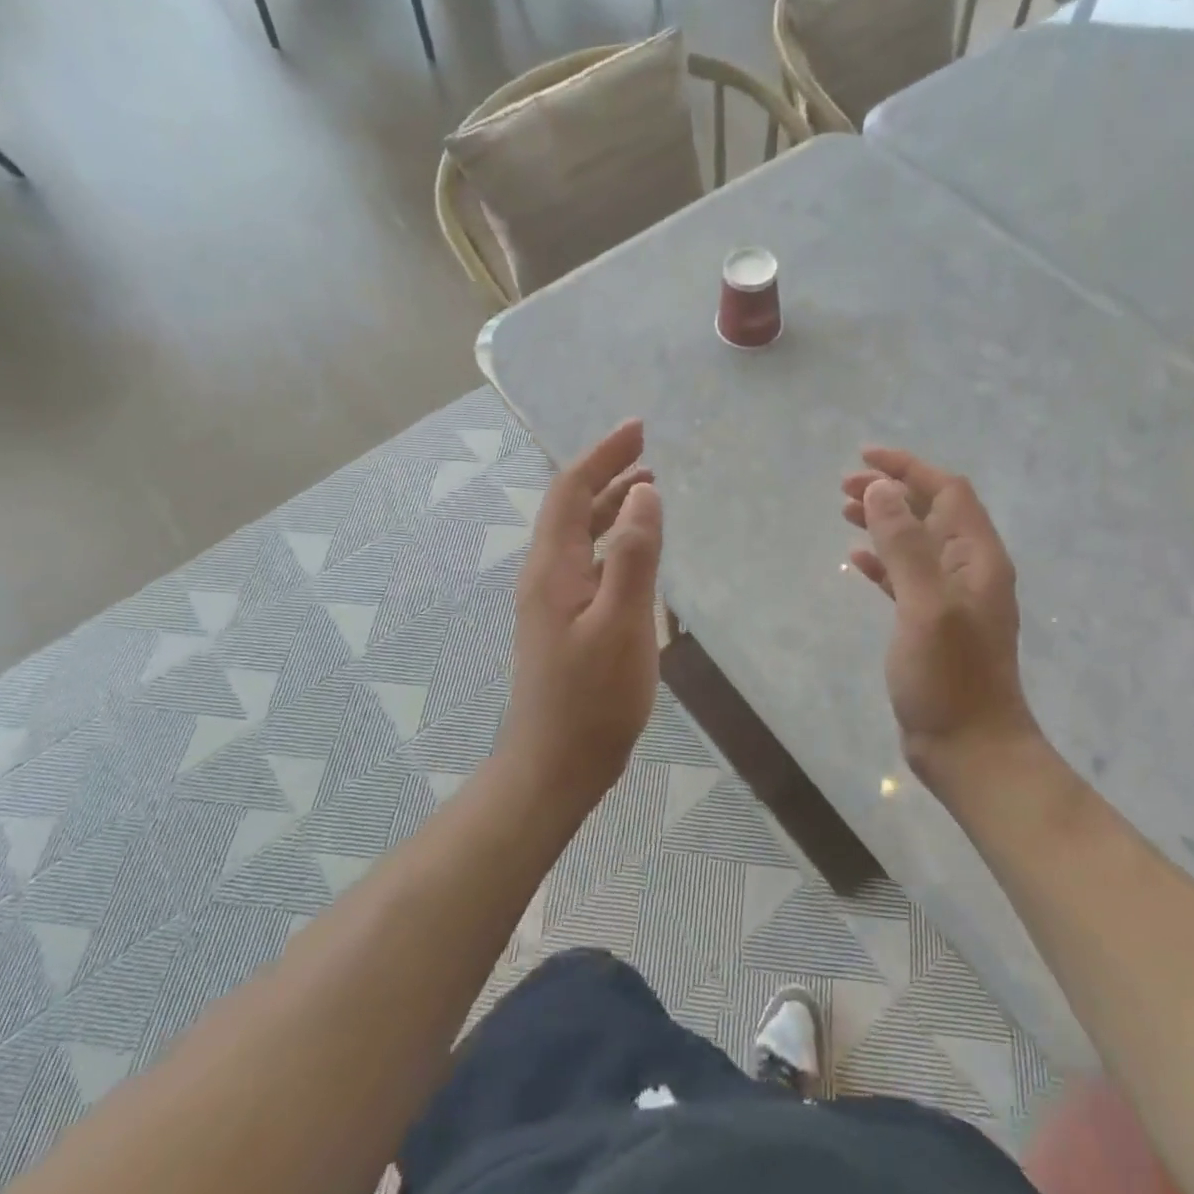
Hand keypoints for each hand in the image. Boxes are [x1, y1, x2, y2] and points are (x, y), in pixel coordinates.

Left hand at [502, 419, 663, 809]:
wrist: (556, 764)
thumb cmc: (593, 696)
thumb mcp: (622, 622)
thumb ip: (635, 555)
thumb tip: (645, 492)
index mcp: (554, 567)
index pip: (572, 491)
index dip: (603, 455)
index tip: (637, 428)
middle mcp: (546, 574)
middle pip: (573, 507)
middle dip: (607, 471)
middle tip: (646, 450)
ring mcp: (553, 599)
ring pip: (581, 534)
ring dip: (611, 505)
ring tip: (648, 487)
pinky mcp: (565, 621)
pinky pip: (589, 561)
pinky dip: (613, 539)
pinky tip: (636, 550)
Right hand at [841, 448, 1041, 783]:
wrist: (970, 750)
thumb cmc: (950, 676)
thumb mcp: (925, 604)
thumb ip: (904, 544)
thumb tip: (879, 489)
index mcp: (977, 557)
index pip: (947, 491)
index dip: (907, 468)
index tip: (864, 459)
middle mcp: (969, 570)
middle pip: (931, 512)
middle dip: (890, 492)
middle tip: (844, 488)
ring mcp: (951, 598)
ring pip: (916, 542)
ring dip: (884, 522)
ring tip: (845, 513)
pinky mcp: (932, 624)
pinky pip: (906, 576)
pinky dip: (883, 561)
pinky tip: (856, 560)